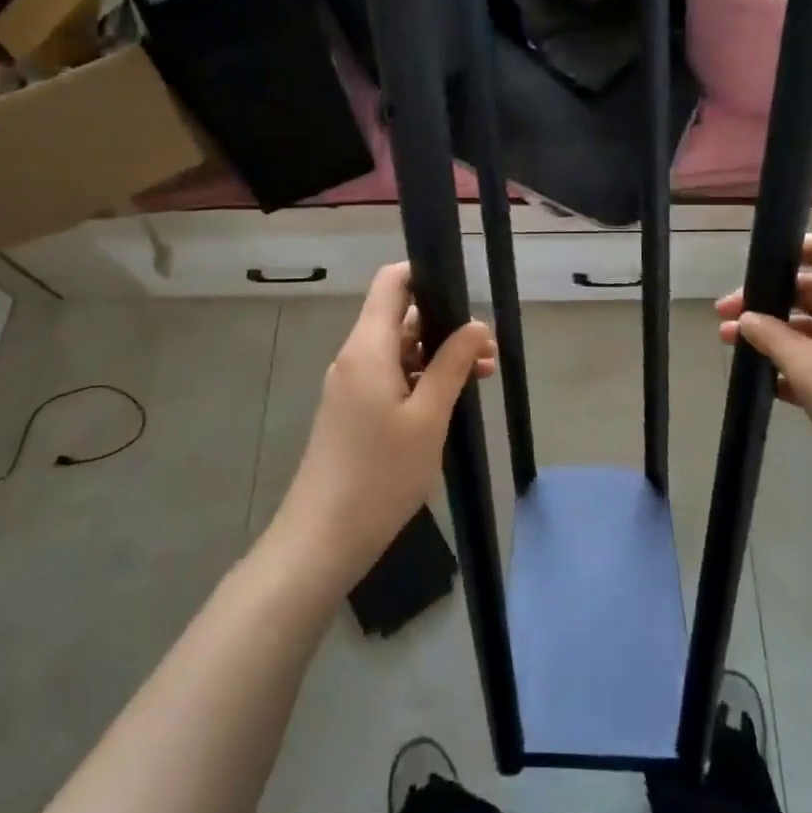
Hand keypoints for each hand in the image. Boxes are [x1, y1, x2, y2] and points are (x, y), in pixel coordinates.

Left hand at [271, 263, 493, 594]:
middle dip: (445, 326)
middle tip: (488, 352)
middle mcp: (355, 357)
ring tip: (480, 378)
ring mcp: (350, 385)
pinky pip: (389, 377)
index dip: (426, 275)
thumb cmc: (381, 473)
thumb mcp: (429, 417)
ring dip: (437, 356)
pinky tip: (449, 401)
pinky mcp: (352, 411)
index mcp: (368, 347)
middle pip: (400, 317)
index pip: (392, 282)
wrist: (324, 538)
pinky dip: (420, 379)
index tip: (465, 293)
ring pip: (398, 350)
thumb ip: (452, 364)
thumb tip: (476, 325)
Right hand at [715, 234, 811, 508]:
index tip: (757, 269)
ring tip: (732, 346)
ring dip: (771, 332)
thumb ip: (772, 339)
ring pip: (808, 325)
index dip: (794, 247)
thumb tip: (746, 317)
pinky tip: (764, 382)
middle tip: (725, 316)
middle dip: (765, 298)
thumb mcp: (809, 371)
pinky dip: (790, 363)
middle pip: (807, 288)